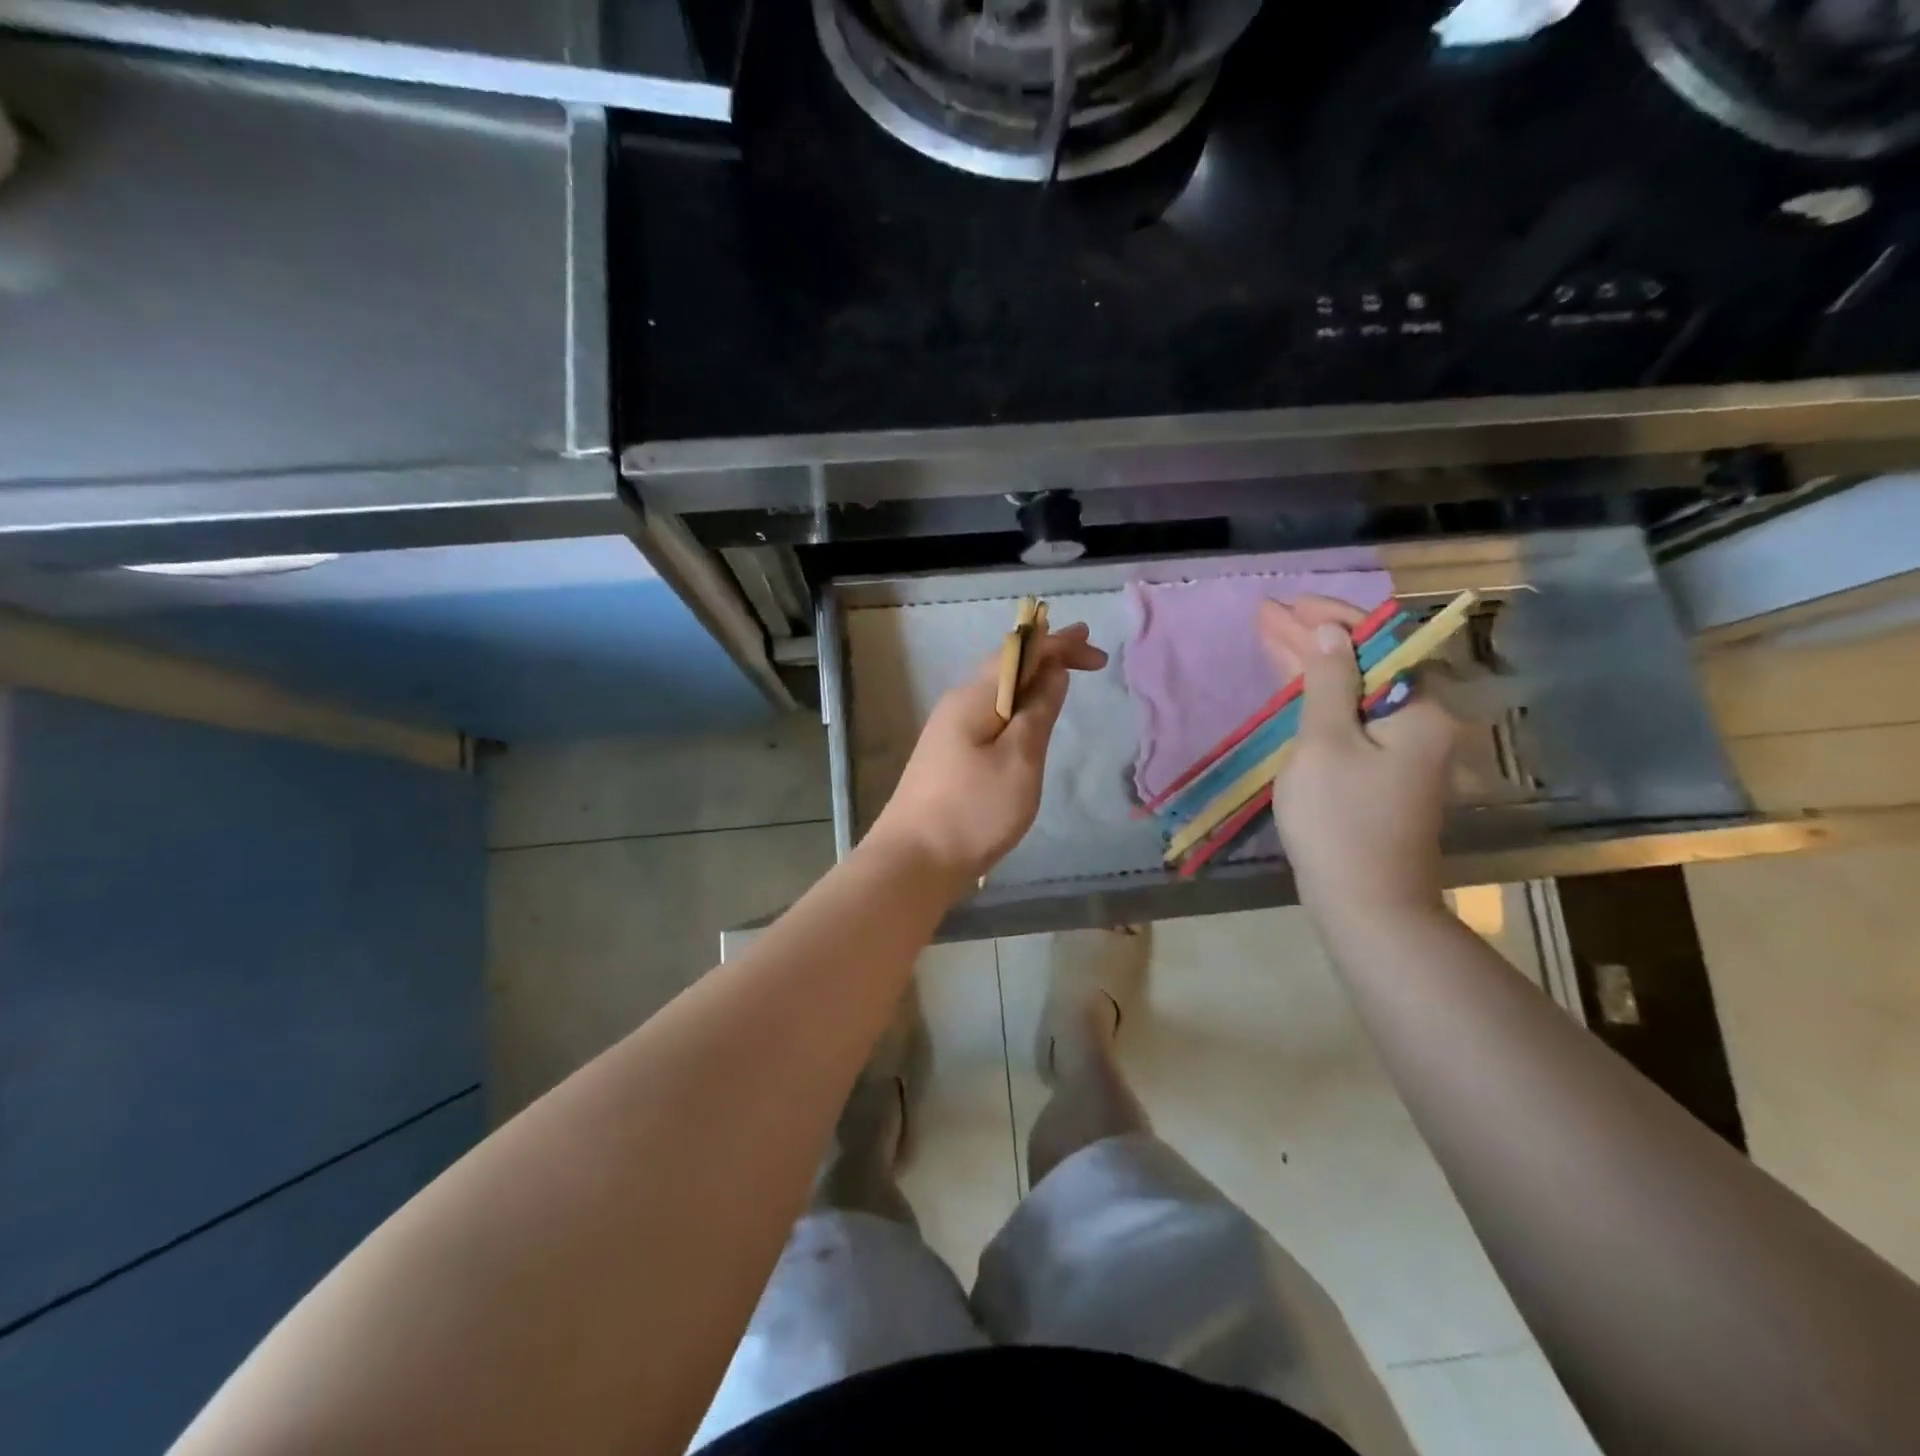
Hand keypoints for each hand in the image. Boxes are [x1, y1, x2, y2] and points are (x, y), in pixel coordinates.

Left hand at [866, 623, 1108, 888]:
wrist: (913, 861)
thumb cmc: (973, 810)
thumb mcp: (1019, 760)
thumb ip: (1038, 712)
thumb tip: (1053, 671)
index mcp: (974, 697)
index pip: (1020, 652)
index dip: (1060, 645)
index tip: (1097, 653)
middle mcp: (958, 704)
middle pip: (1006, 667)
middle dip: (1048, 657)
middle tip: (1087, 658)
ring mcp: (949, 730)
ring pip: (997, 692)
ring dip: (1033, 682)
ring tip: (1063, 679)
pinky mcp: (949, 756)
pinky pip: (990, 716)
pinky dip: (1018, 707)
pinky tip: (1028, 720)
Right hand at [1257, 596, 1456, 922]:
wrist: (1365, 902)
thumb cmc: (1340, 820)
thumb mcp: (1325, 743)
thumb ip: (1330, 683)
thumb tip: (1334, 633)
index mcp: (1418, 709)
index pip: (1379, 641)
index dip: (1332, 618)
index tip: (1289, 605)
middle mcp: (1418, 722)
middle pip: (1365, 664)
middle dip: (1314, 638)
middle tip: (1267, 615)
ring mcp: (1399, 750)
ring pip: (1353, 691)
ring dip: (1313, 665)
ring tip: (1269, 636)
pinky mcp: (1379, 773)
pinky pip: (1349, 719)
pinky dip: (1319, 698)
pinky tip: (1293, 683)